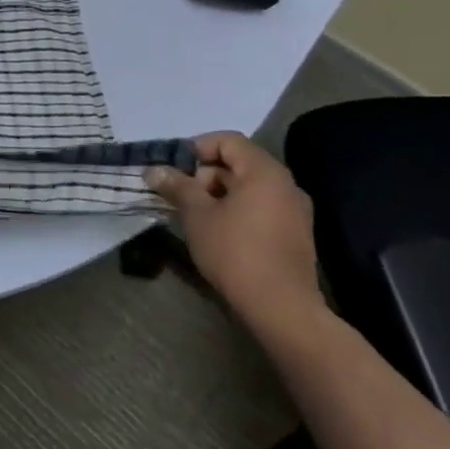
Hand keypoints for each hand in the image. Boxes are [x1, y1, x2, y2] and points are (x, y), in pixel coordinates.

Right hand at [147, 132, 323, 334]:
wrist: (281, 308)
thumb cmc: (235, 252)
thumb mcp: (197, 214)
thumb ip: (177, 186)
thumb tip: (154, 169)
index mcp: (264, 172)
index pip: (228, 140)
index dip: (196, 148)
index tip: (174, 170)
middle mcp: (286, 185)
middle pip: (238, 163)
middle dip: (205, 175)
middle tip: (182, 197)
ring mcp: (295, 211)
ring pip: (249, 187)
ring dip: (219, 194)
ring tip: (196, 217)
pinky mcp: (295, 234)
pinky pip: (261, 207)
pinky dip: (237, 210)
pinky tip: (219, 232)